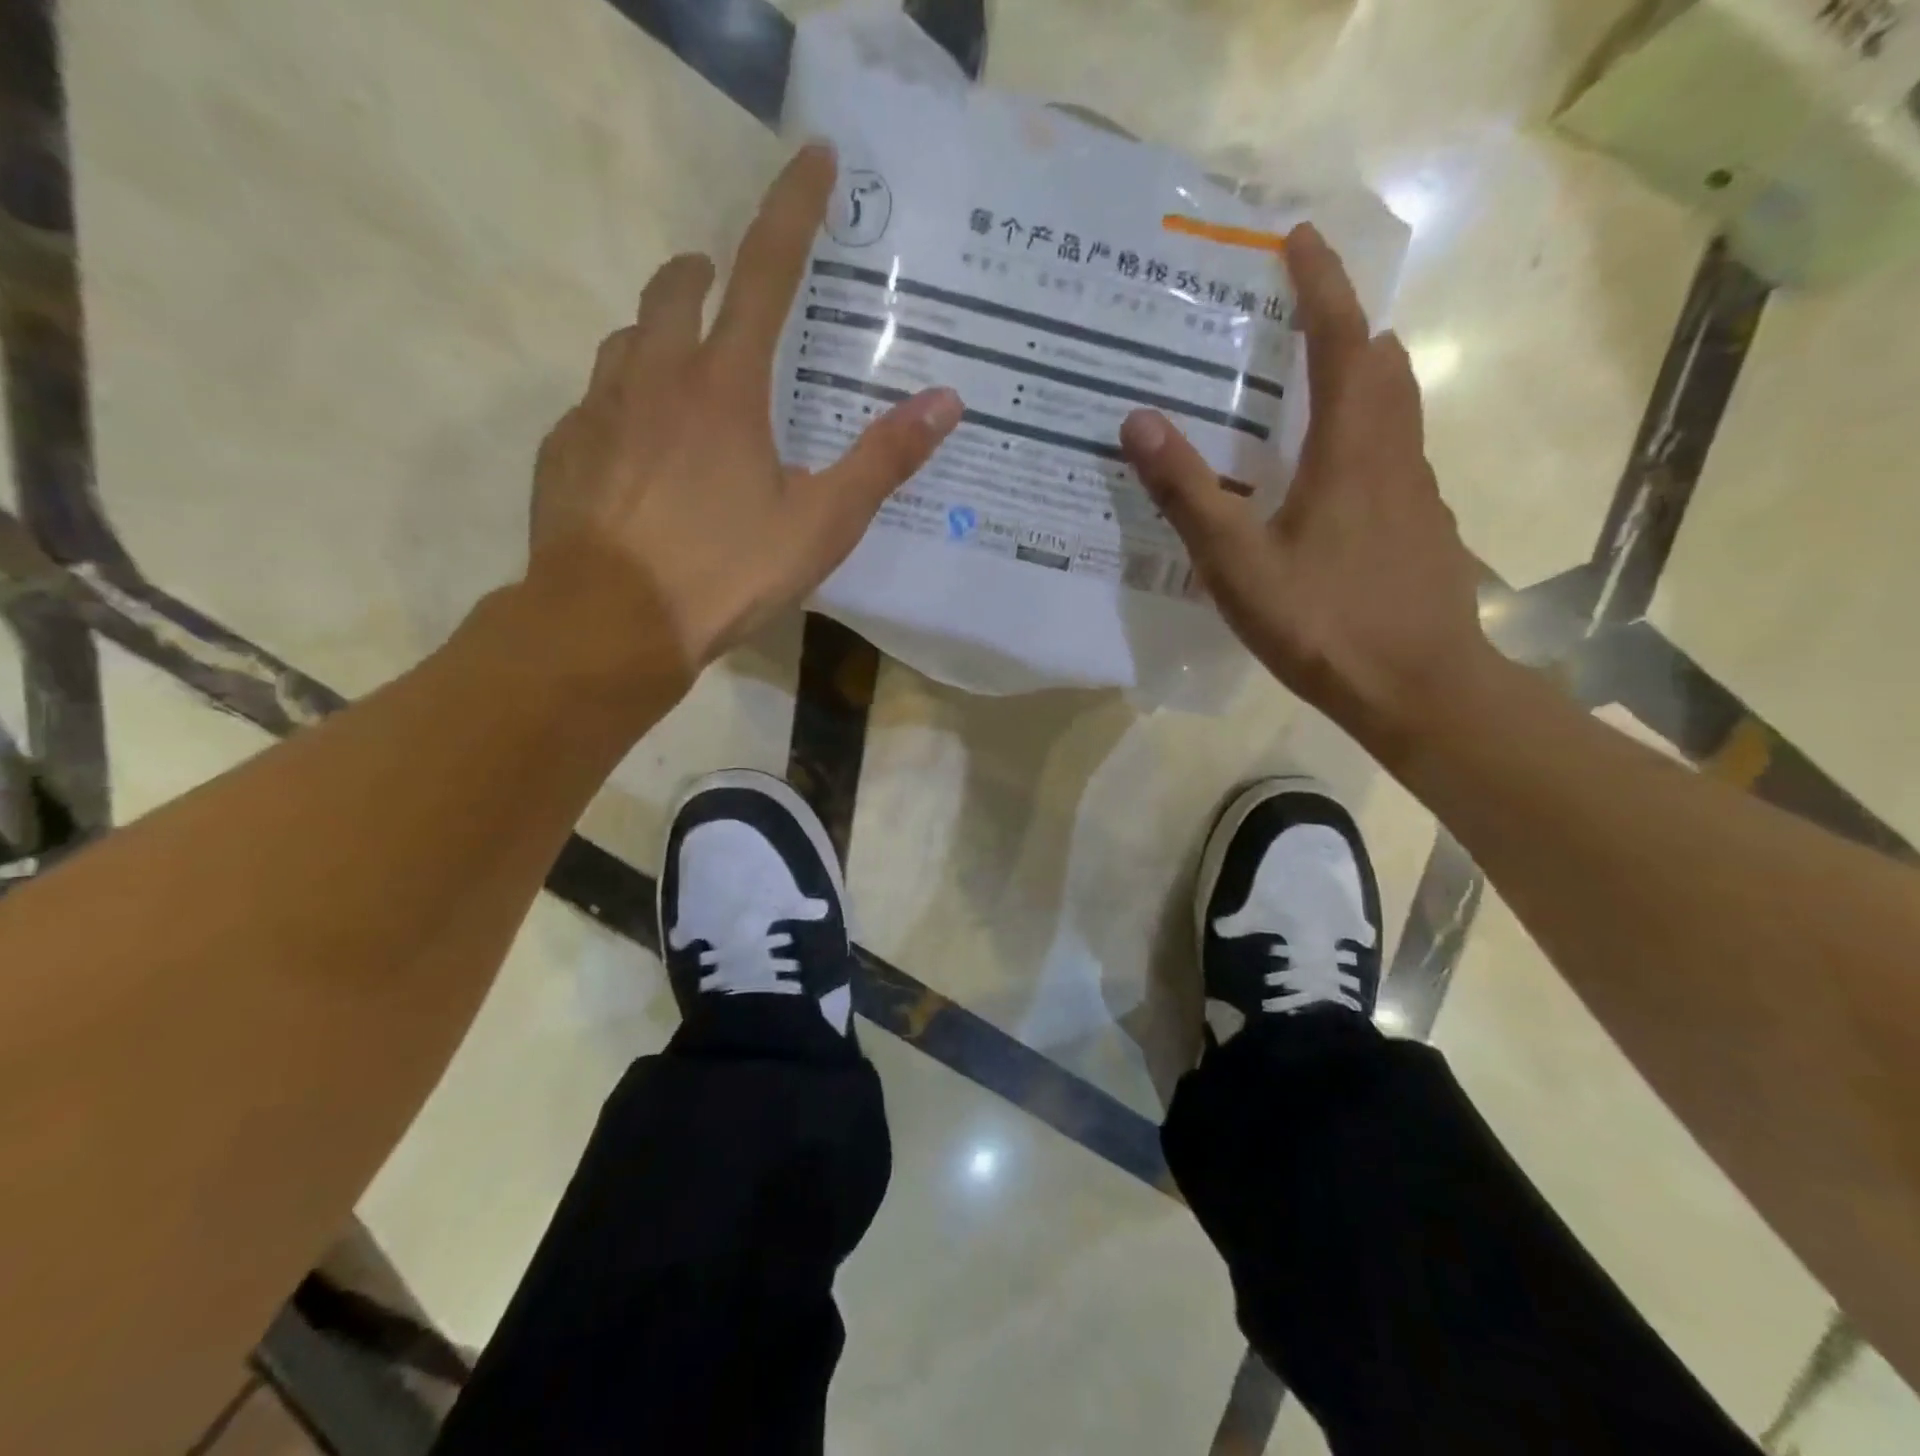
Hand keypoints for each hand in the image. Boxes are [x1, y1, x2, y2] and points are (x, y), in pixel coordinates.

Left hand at [529, 144, 963, 672]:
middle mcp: (655, 378)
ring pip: (627, 344)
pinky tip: (638, 452)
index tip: (814, 157)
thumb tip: (946, 402)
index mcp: (724, 387)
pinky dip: (623, 406)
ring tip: (682, 376)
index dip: (793, 210)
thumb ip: (882, 461)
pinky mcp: (564, 452)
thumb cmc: (726, 572)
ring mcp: (598, 412)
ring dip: (658, 338)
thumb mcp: (821, 525)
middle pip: (675, 291)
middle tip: (722, 288)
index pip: (765, 271)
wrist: (613, 624)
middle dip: (703, 273)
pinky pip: (594, 405)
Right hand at [1119, 225, 1486, 752]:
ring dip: (1360, 379)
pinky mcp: (1422, 529)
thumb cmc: (1322, 620)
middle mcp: (1394, 454)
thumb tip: (1139, 420)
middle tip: (1299, 315)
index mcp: (1351, 448)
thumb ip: (1187, 491)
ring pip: (1395, 412)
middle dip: (1344, 326)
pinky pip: (1395, 458)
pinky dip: (1366, 437)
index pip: (1341, 340)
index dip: (1321, 285)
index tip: (1299, 240)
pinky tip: (1332, 479)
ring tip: (1311, 386)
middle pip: (1380, 366)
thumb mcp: (1237, 561)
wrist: (1417, 686)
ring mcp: (1417, 494)